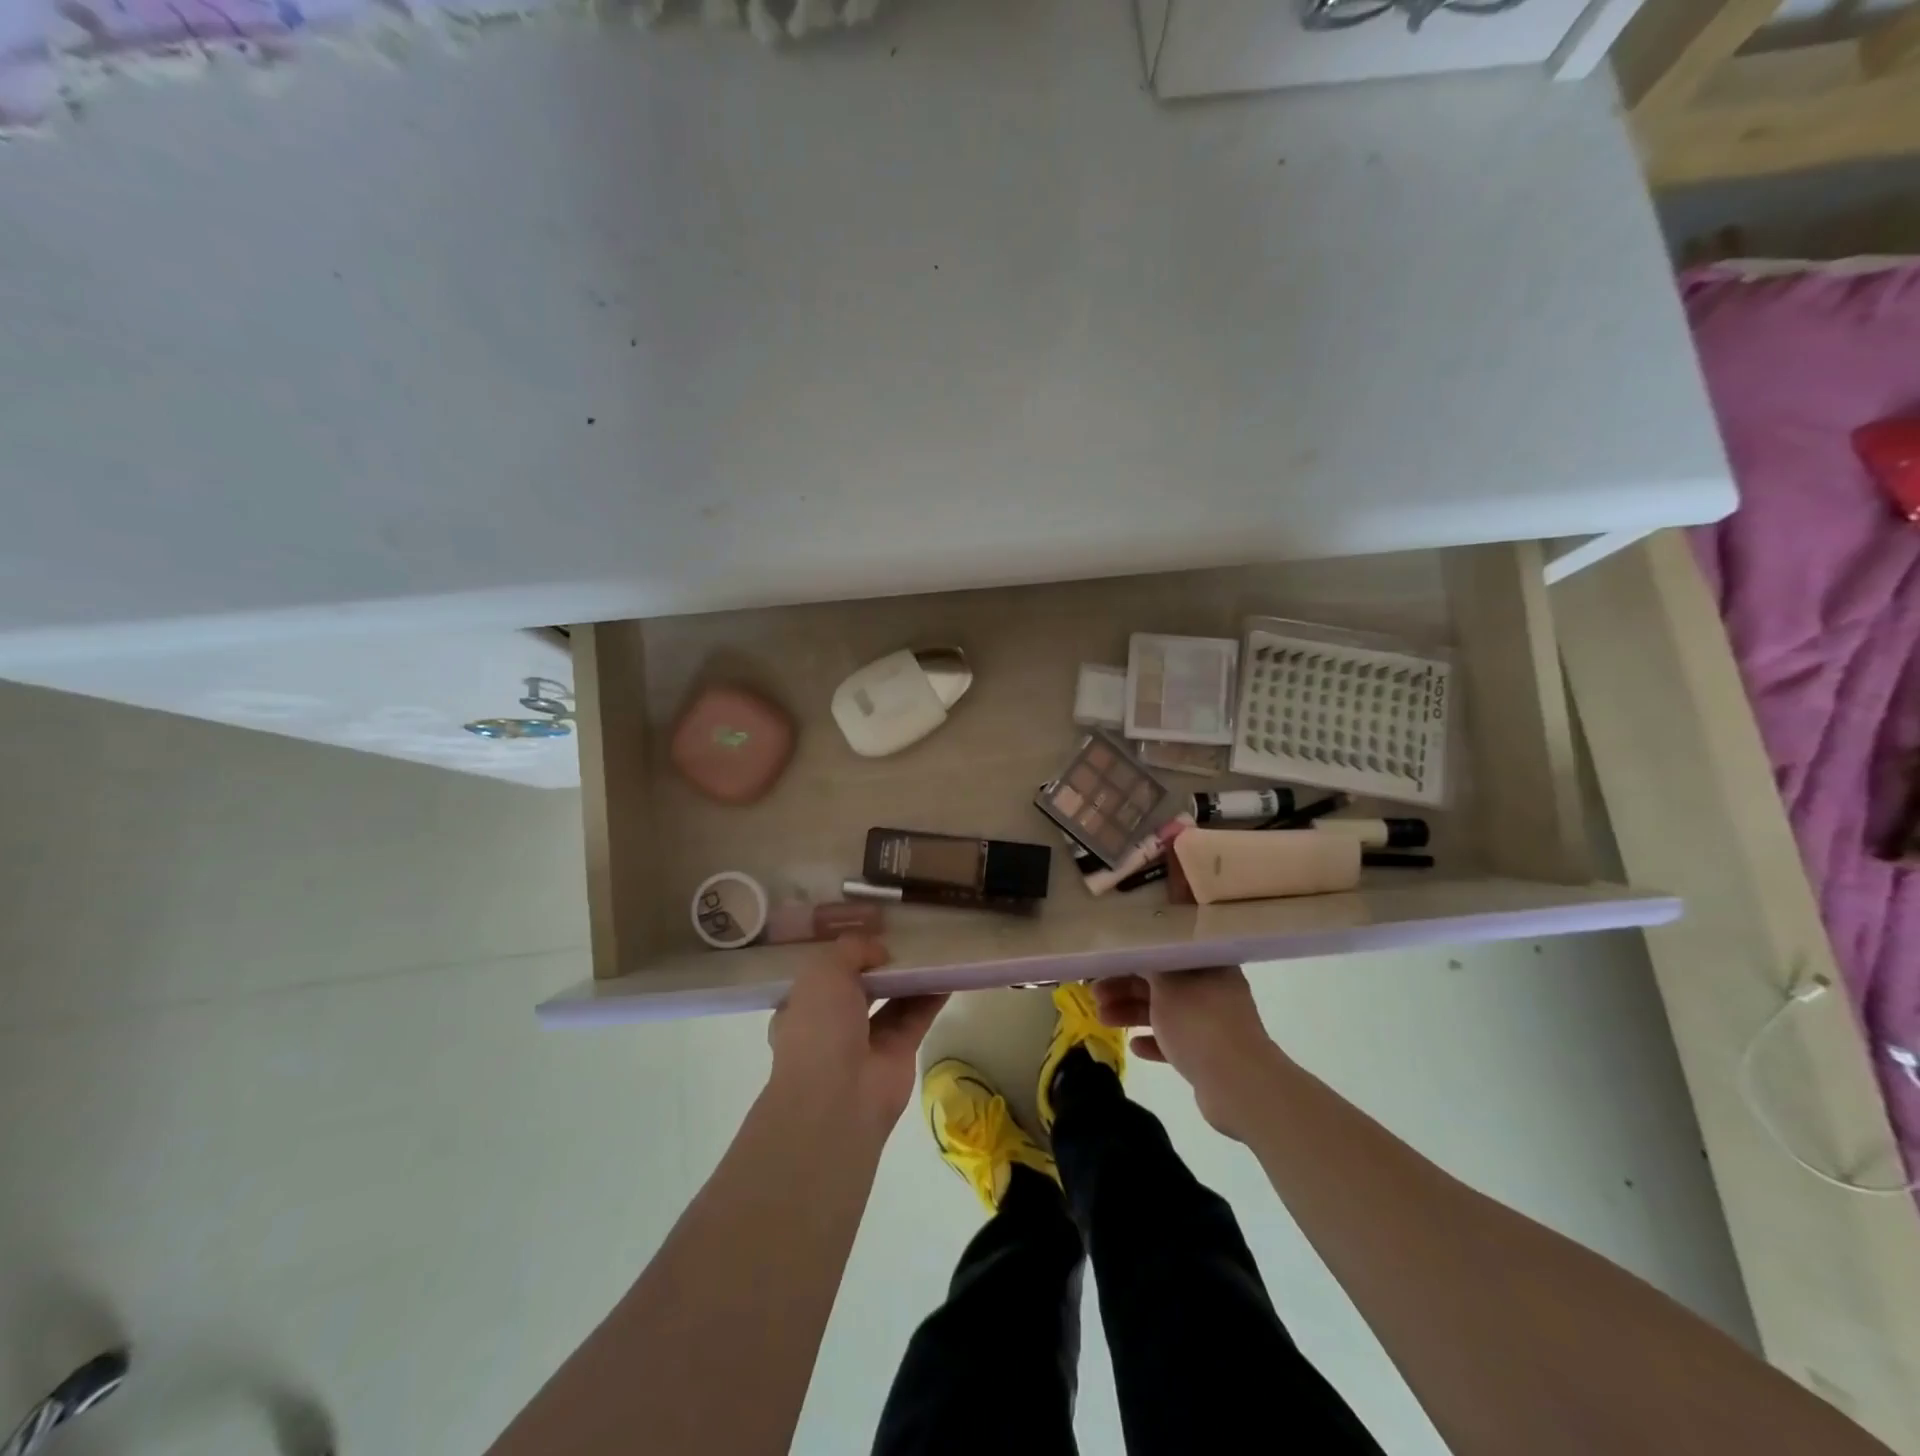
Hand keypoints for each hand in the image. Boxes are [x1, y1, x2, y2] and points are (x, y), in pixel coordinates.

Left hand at [767, 937, 947, 1142]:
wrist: (838, 1099)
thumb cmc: (819, 1028)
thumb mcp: (824, 971)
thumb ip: (852, 949)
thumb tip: (880, 952)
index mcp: (802, 1005)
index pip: (823, 973)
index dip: (844, 952)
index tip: (867, 928)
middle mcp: (833, 1022)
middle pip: (862, 984)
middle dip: (881, 962)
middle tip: (906, 935)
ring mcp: (867, 1039)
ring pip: (893, 998)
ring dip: (911, 976)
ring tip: (933, 947)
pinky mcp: (899, 1051)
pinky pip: (918, 1015)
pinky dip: (932, 995)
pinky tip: (949, 972)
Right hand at [1093, 967, 1283, 1138]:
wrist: (1238, 1085)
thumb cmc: (1199, 1023)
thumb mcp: (1166, 985)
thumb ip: (1147, 965)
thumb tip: (1135, 949)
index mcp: (1208, 966)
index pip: (1166, 952)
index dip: (1134, 957)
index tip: (1106, 963)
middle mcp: (1213, 990)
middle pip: (1162, 984)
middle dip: (1126, 988)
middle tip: (1094, 994)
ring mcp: (1212, 1025)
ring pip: (1165, 1013)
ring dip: (1133, 1014)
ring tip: (1102, 1020)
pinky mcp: (1209, 1056)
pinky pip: (1175, 1043)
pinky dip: (1154, 1042)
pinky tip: (1134, 1047)